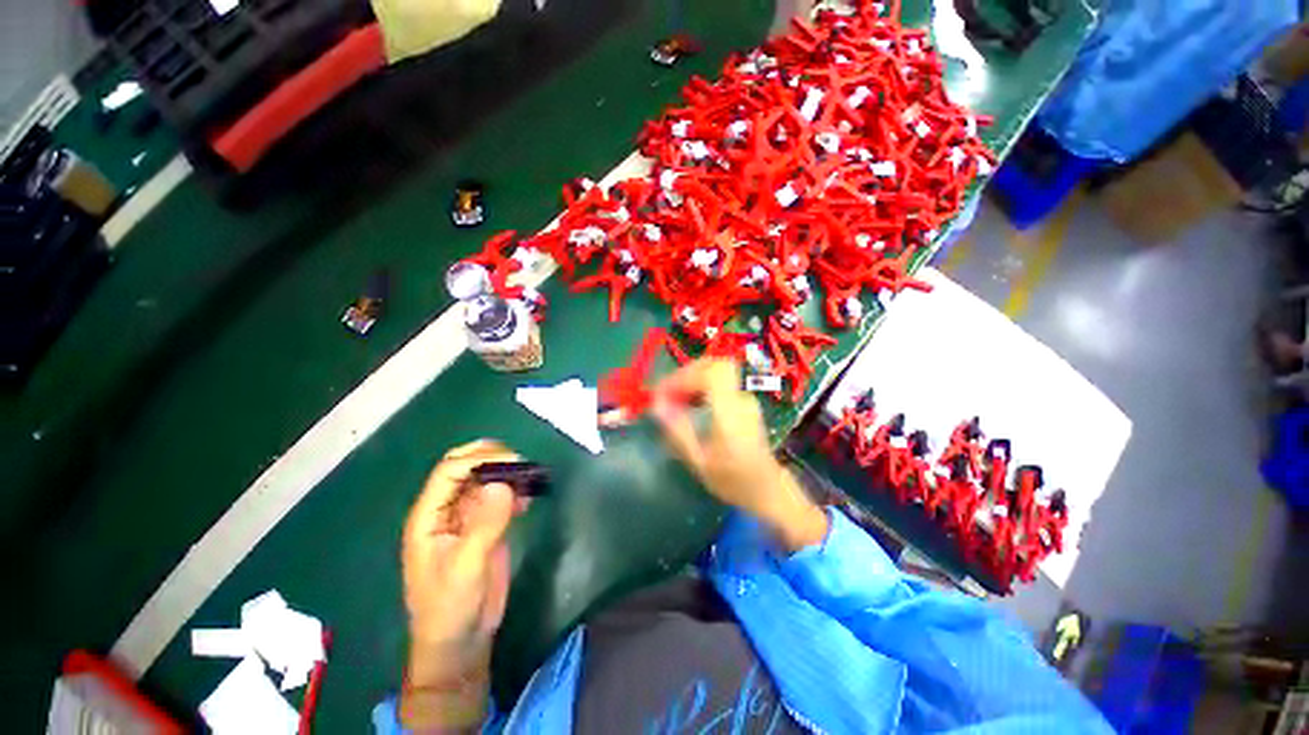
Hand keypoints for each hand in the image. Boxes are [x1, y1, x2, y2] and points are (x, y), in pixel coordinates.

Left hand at [400, 440, 522, 730]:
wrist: (460, 642)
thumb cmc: (452, 607)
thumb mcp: (466, 568)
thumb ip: (484, 524)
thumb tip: (502, 484)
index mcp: (429, 517)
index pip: (449, 472)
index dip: (478, 459)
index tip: (512, 460)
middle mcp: (446, 511)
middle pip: (464, 467)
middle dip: (491, 457)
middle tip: (521, 462)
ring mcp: (467, 518)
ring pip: (484, 479)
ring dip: (506, 472)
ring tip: (530, 476)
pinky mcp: (486, 526)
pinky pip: (499, 497)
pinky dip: (515, 489)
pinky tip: (530, 495)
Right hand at [651, 359, 827, 551]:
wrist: (768, 488)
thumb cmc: (733, 481)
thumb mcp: (700, 462)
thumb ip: (678, 431)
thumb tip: (656, 405)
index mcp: (731, 414)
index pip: (712, 373)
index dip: (685, 376)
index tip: (664, 393)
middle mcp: (740, 399)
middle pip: (713, 365)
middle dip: (685, 375)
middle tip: (666, 394)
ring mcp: (744, 397)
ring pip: (715, 371)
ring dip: (691, 379)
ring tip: (673, 399)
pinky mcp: (743, 400)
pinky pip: (718, 381)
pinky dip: (699, 385)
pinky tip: (688, 403)